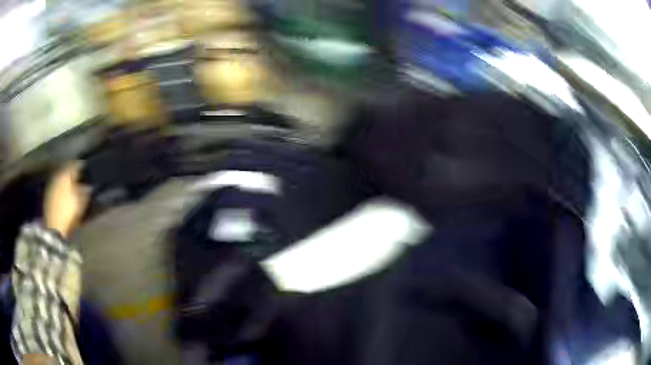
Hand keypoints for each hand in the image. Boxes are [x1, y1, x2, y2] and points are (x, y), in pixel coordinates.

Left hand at [44, 162, 90, 237]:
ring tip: (70, 182)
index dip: (80, 165)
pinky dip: (60, 186)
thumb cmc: (68, 213)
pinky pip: (56, 186)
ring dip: (65, 179)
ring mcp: (51, 186)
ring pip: (60, 177)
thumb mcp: (80, 203)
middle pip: (65, 169)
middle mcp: (57, 177)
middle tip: (77, 173)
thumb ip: (85, 192)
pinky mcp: (48, 195)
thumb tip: (88, 186)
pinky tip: (63, 191)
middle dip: (71, 171)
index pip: (74, 165)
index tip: (85, 166)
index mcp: (66, 175)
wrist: (54, 228)